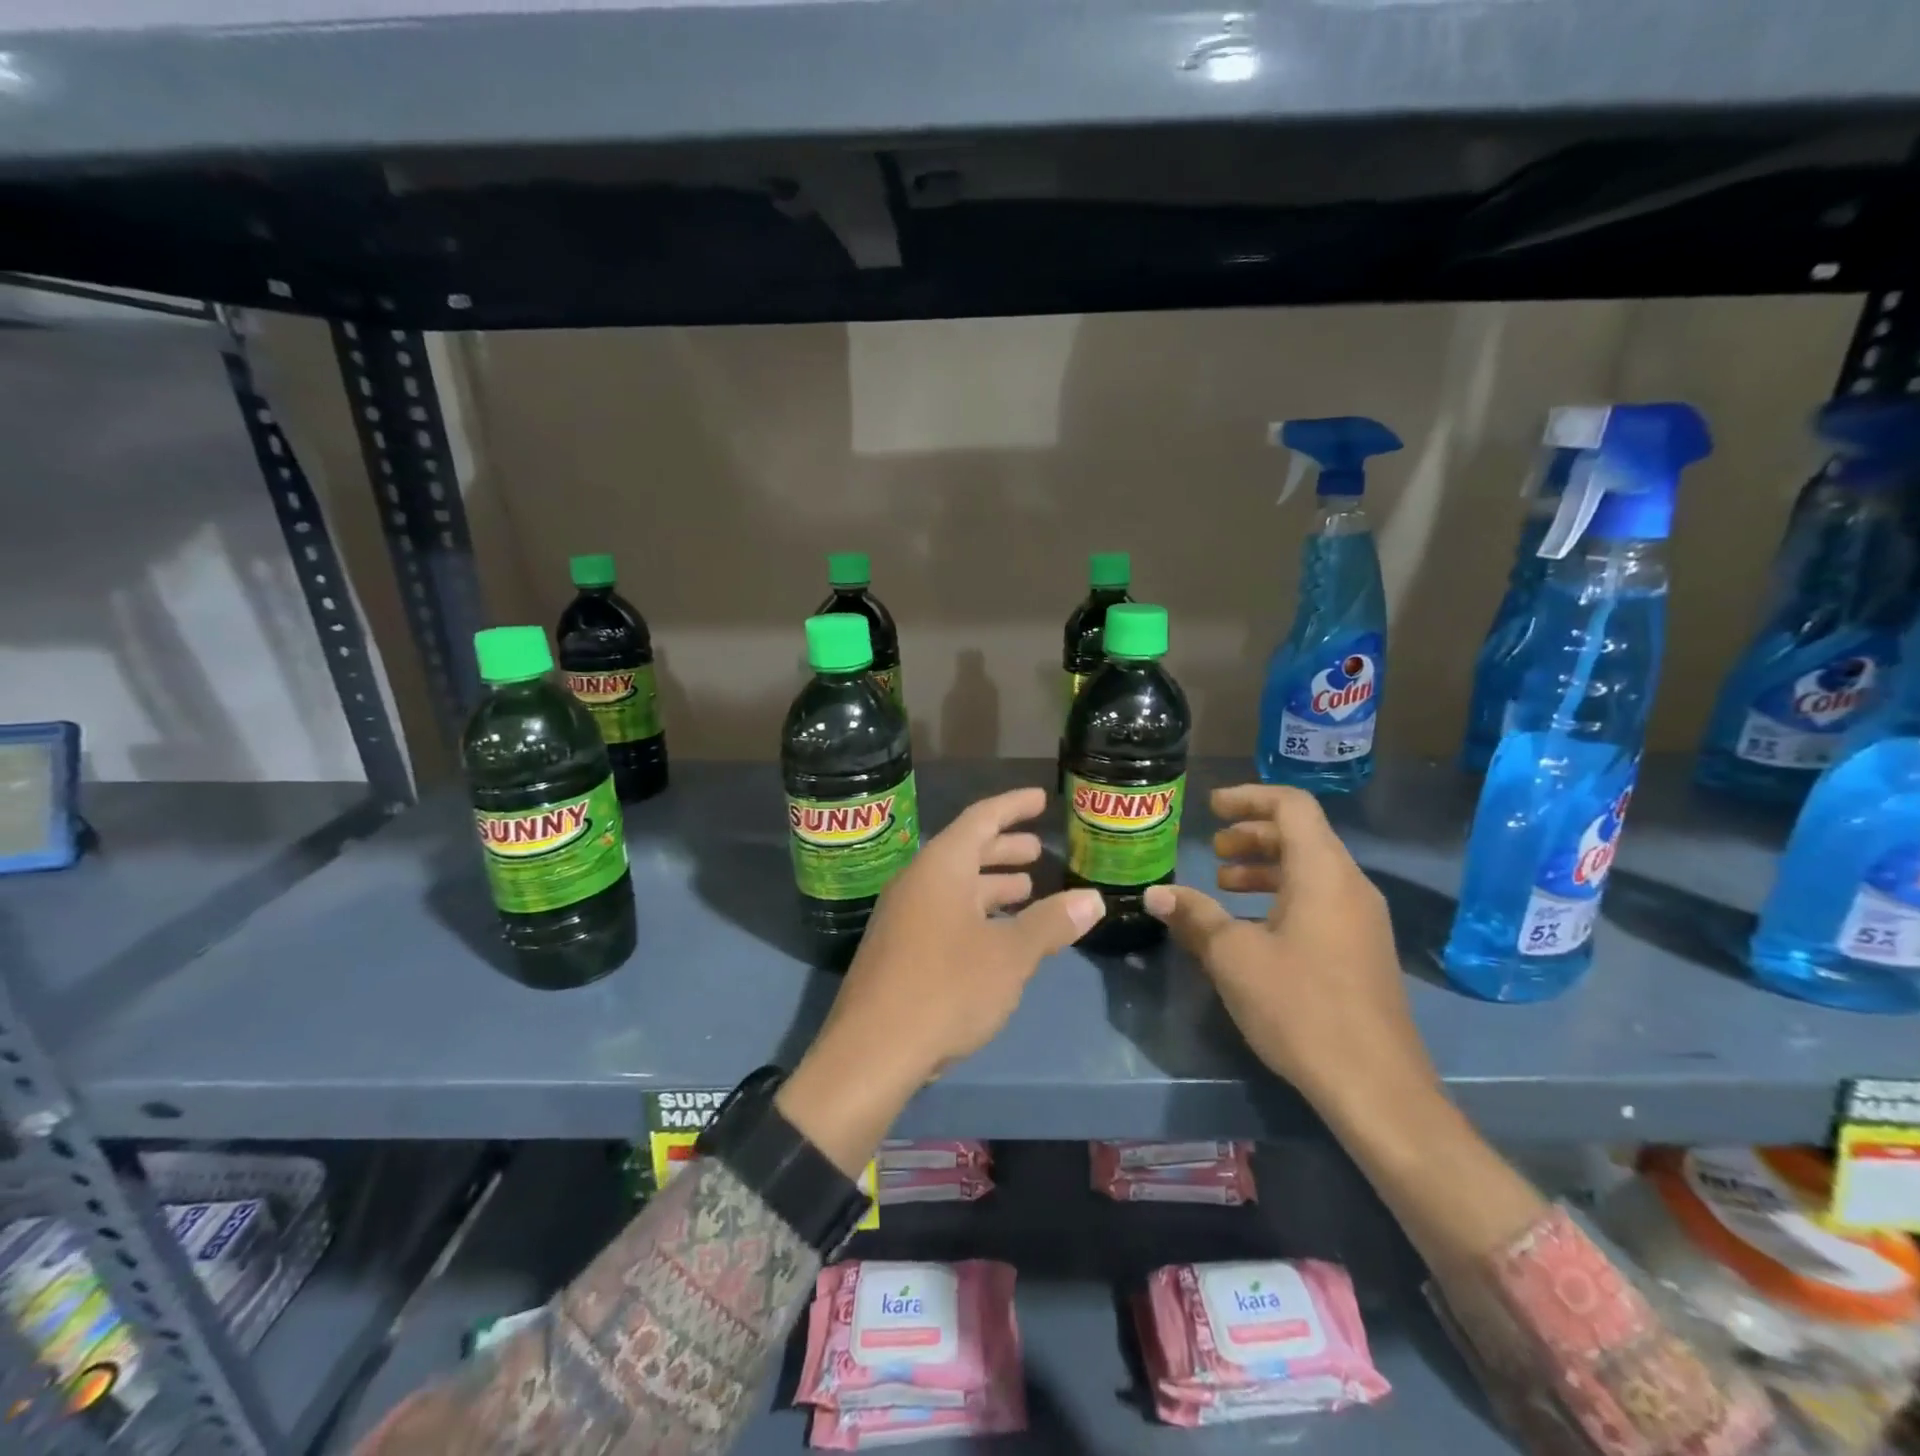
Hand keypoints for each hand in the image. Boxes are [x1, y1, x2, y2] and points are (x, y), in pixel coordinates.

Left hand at [778, 787, 1104, 1173]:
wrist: (871, 1053)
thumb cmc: (946, 989)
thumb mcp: (1010, 956)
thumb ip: (1051, 923)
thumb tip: (1093, 899)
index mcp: (941, 867)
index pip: (981, 818)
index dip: (1013, 806)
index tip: (1040, 798)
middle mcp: (917, 881)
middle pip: (966, 851)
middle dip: (1005, 849)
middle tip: (1039, 851)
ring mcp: (903, 916)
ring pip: (954, 886)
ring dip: (991, 885)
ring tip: (1026, 890)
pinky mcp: (898, 949)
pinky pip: (943, 913)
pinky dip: (975, 913)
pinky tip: (997, 935)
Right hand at [1143, 784, 1438, 1123]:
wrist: (1375, 1086)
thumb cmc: (1300, 1006)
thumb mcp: (1233, 957)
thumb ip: (1194, 917)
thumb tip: (1156, 894)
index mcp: (1323, 872)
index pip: (1292, 806)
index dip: (1249, 797)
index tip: (1211, 809)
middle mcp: (1351, 886)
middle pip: (1302, 835)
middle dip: (1253, 834)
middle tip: (1214, 850)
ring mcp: (1363, 920)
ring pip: (1311, 870)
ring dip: (1266, 867)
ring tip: (1224, 885)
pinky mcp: (1363, 950)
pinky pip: (1321, 900)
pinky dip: (1283, 895)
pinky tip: (1253, 928)